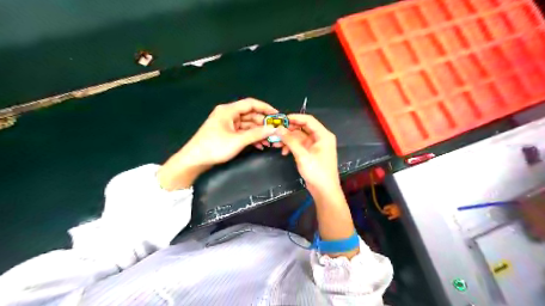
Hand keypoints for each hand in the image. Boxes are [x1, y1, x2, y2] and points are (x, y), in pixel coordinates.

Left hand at [158, 98, 276, 189]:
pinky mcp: (227, 133)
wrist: (194, 160)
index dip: (265, 108)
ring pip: (247, 125)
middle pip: (250, 115)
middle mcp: (228, 115)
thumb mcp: (238, 141)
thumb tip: (274, 128)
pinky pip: (243, 132)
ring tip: (269, 141)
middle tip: (275, 131)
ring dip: (258, 133)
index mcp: (228, 111)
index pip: (251, 104)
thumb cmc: (214, 147)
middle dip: (263, 124)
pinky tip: (260, 145)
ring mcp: (227, 124)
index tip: (277, 115)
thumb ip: (257, 134)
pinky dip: (251, 137)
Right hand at [279, 114, 339, 194]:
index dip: (295, 118)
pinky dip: (292, 147)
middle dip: (289, 130)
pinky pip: (300, 145)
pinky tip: (283, 152)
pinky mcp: (311, 153)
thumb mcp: (302, 155)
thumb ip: (290, 141)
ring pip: (299, 137)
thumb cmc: (317, 172)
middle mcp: (320, 138)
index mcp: (323, 135)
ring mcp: (315, 146)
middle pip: (303, 128)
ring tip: (276, 143)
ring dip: (288, 140)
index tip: (281, 119)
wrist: (324, 191)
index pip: (309, 120)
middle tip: (276, 132)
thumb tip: (278, 129)